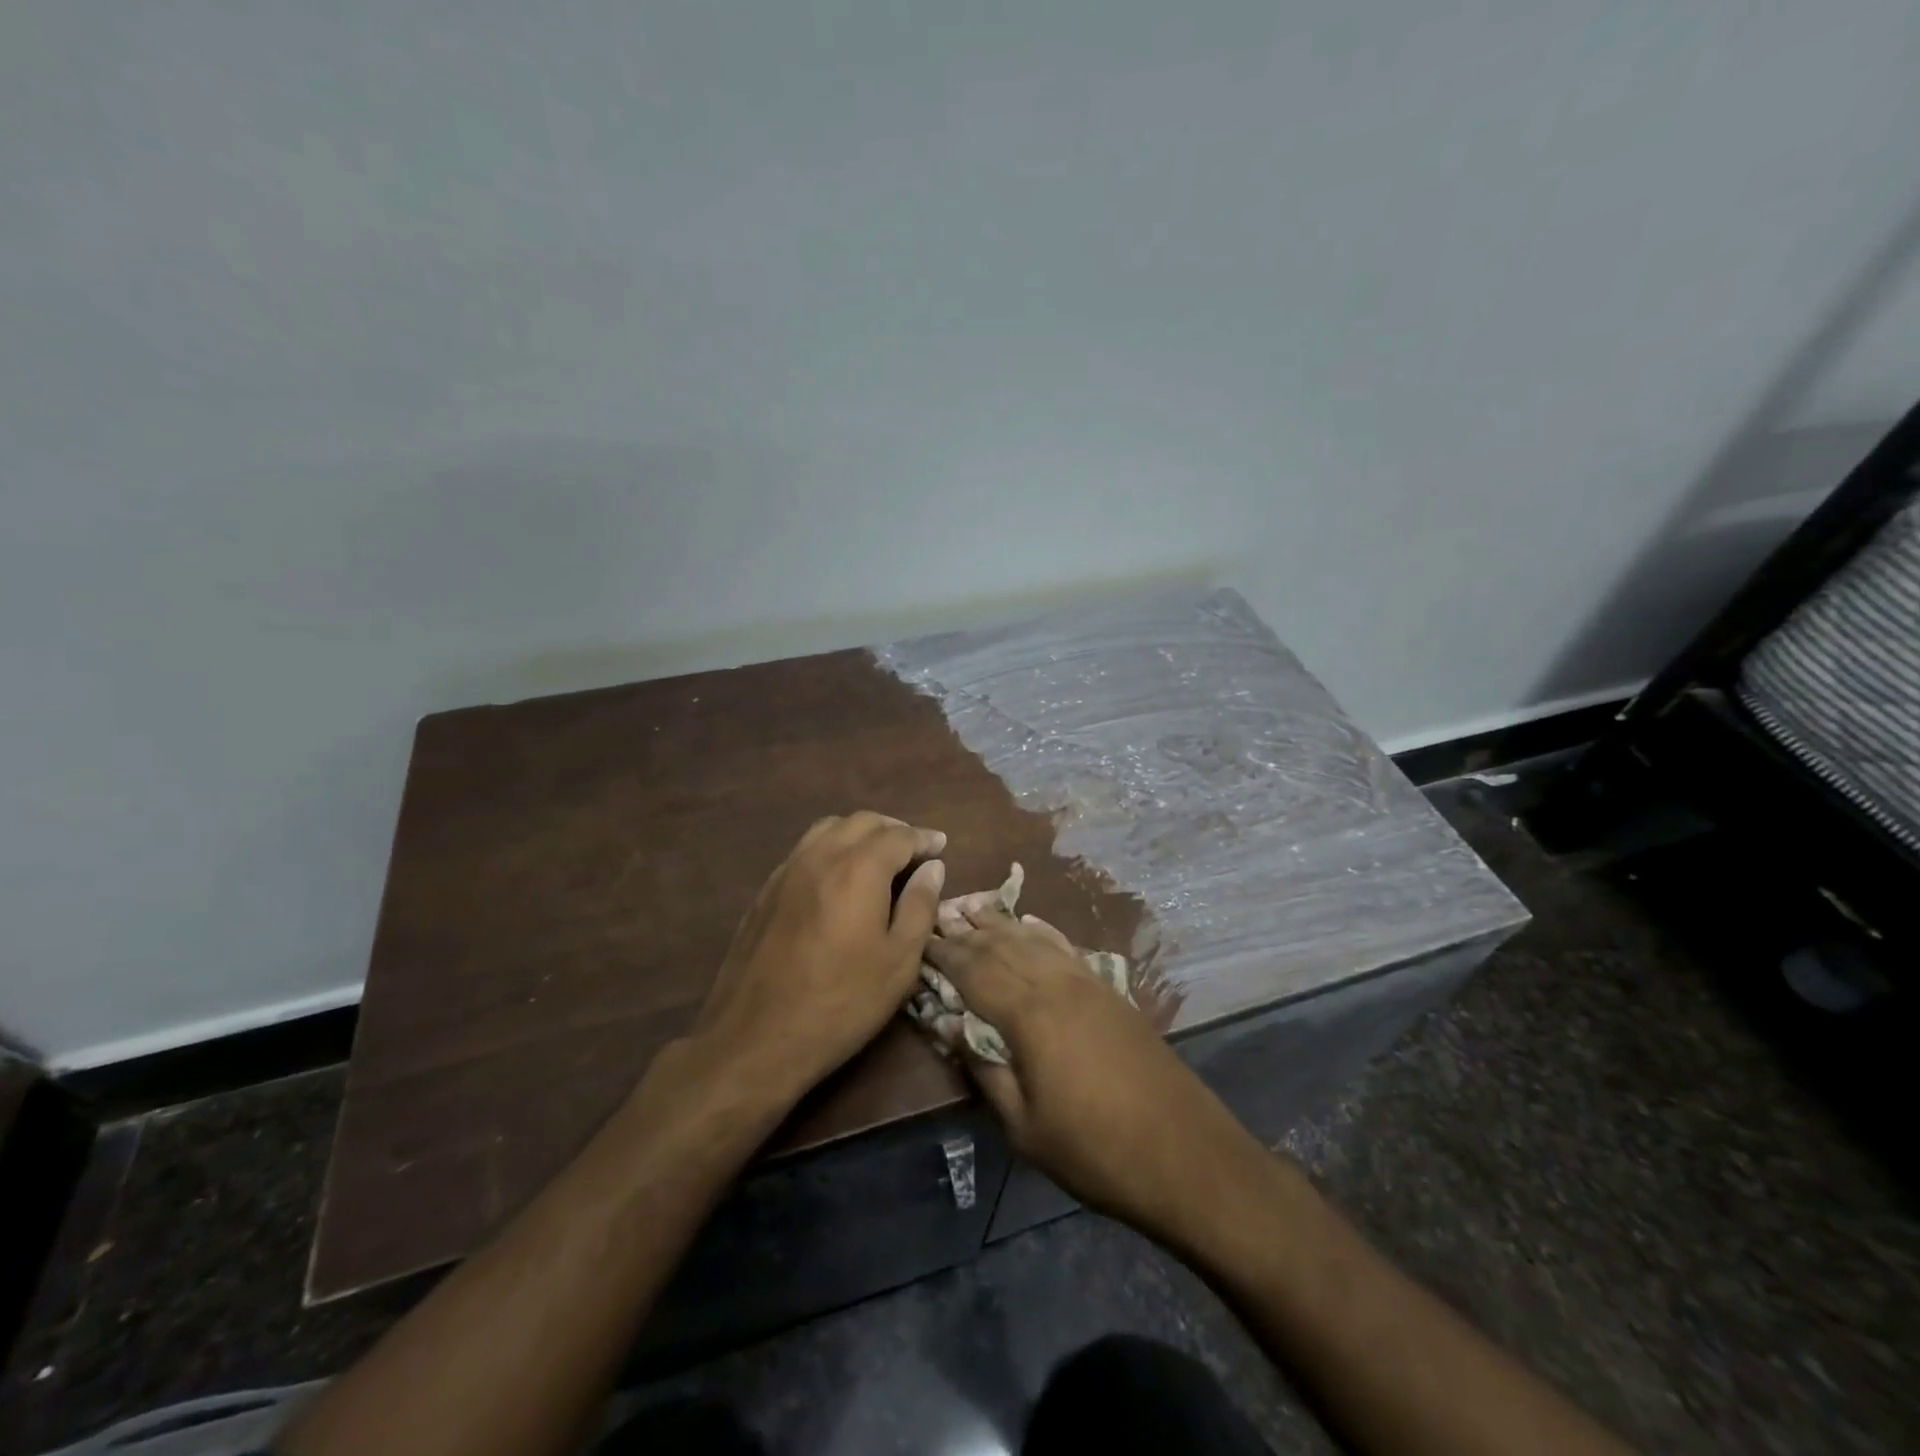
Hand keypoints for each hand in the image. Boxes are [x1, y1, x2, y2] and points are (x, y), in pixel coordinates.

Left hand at [691, 812, 945, 1100]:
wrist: (756, 1038)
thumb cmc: (841, 1002)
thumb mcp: (899, 962)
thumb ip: (920, 906)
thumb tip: (933, 868)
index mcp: (859, 869)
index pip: (899, 835)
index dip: (924, 838)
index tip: (941, 846)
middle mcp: (821, 856)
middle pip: (862, 821)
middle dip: (893, 829)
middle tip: (914, 850)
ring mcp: (787, 870)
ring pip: (828, 829)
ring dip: (859, 833)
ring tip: (878, 857)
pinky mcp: (765, 891)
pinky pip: (805, 850)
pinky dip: (831, 848)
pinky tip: (838, 878)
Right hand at [923, 909, 1270, 1250]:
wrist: (1186, 1154)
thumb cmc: (1095, 1150)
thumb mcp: (1025, 1127)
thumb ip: (984, 1069)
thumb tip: (948, 1024)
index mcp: (1030, 1015)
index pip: (974, 970)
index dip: (943, 953)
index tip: (918, 939)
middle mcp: (1057, 984)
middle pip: (1002, 945)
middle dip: (966, 931)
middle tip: (936, 916)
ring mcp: (1087, 982)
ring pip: (1033, 939)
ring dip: (1000, 923)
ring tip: (972, 908)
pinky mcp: (1109, 990)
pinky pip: (1065, 947)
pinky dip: (1041, 931)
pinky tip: (1030, 923)